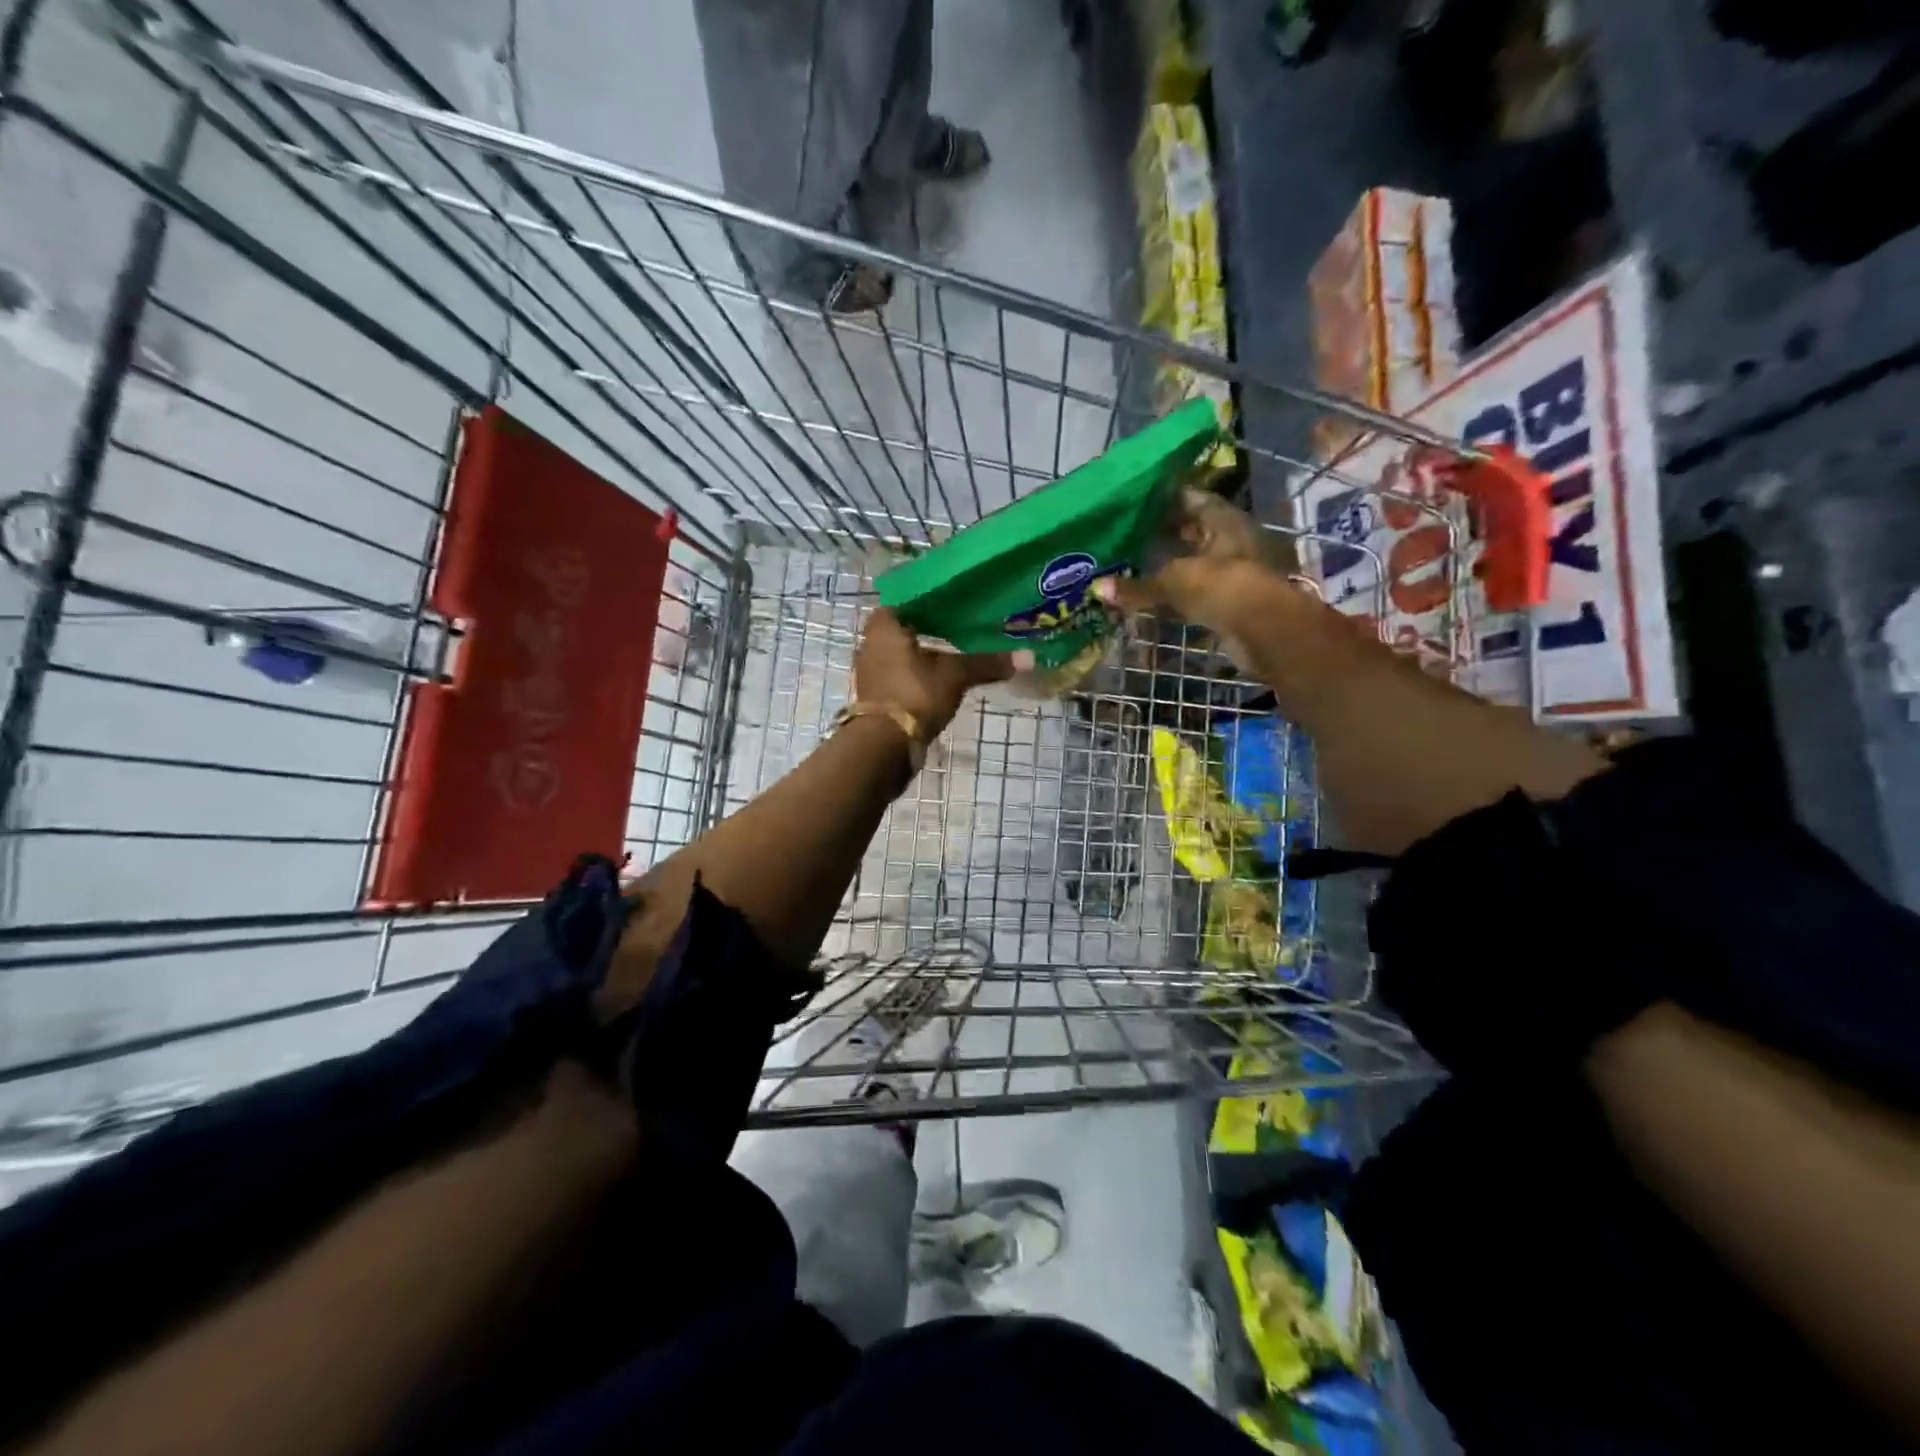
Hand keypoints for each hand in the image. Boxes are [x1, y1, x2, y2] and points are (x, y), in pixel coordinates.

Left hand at [854, 607, 1011, 737]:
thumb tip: (1029, 657)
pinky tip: (942, 674)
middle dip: (933, 624)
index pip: (911, 597)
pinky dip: (919, 670)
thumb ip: (988, 663)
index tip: (961, 598)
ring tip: (958, 647)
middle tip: (965, 622)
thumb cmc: (915, 694)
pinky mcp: (876, 692)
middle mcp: (871, 641)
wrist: (884, 746)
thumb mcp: (955, 675)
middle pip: (908, 624)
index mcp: (885, 624)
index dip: (936, 597)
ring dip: (926, 649)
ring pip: (904, 649)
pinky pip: (901, 671)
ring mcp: (871, 669)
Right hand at [1093, 488, 1310, 643]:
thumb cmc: (1223, 588)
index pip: (1193, 500)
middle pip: (1195, 532)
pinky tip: (1153, 598)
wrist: (1266, 631)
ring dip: (1170, 567)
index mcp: (1225, 521)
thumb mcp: (1175, 581)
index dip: (1167, 499)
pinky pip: (1197, 593)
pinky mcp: (1231, 602)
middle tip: (1129, 534)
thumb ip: (1137, 586)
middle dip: (1166, 534)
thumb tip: (1096, 588)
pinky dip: (1177, 596)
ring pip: (1195, 564)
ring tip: (1134, 565)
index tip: (1138, 501)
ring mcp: (1234, 573)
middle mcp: (1232, 541)